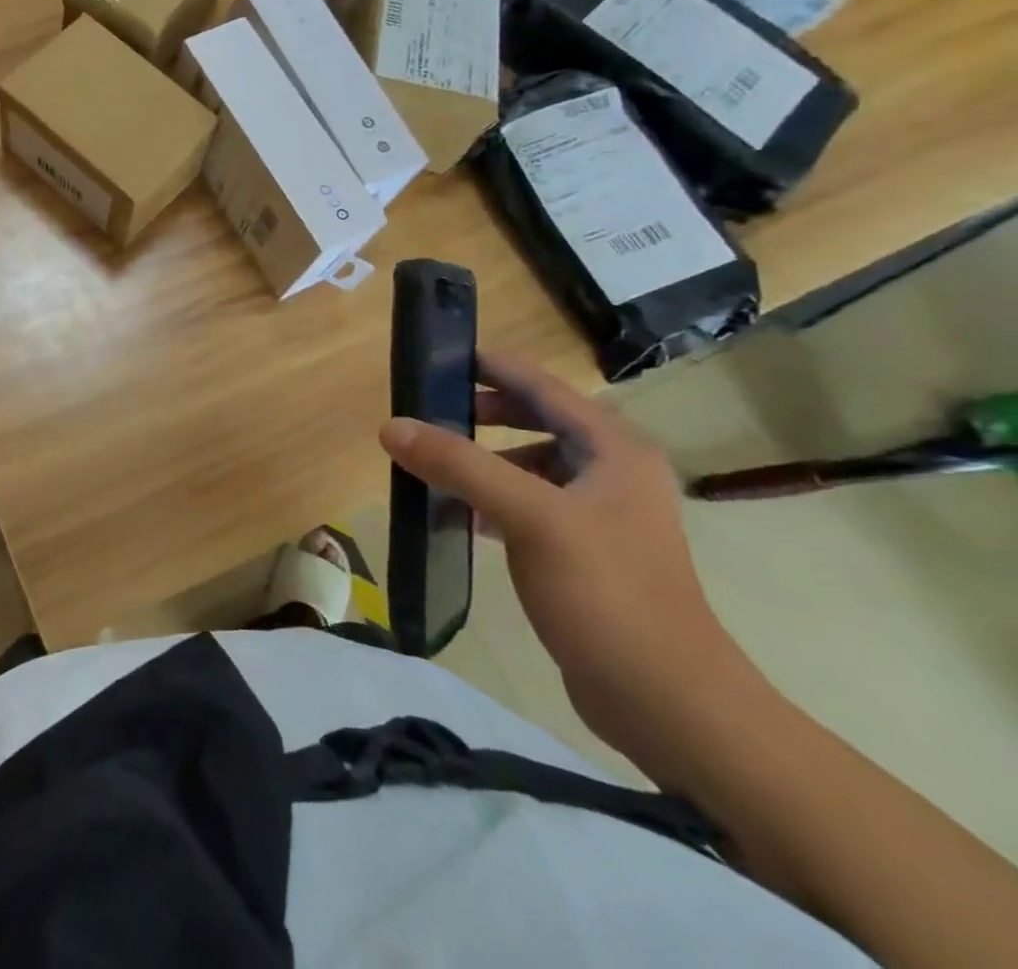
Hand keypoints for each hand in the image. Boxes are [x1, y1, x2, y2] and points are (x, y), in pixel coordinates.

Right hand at [379, 352, 751, 769]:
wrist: (669, 703)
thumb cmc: (606, 593)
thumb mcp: (528, 516)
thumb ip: (459, 465)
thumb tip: (391, 426)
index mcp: (613, 450)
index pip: (544, 387)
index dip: (494, 367)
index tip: (442, 356)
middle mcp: (613, 474)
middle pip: (539, 421)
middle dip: (484, 412)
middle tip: (429, 408)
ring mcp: (603, 517)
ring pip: (532, 465)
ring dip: (485, 458)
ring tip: (435, 460)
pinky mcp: (587, 555)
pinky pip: (530, 506)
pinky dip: (494, 498)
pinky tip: (460, 514)